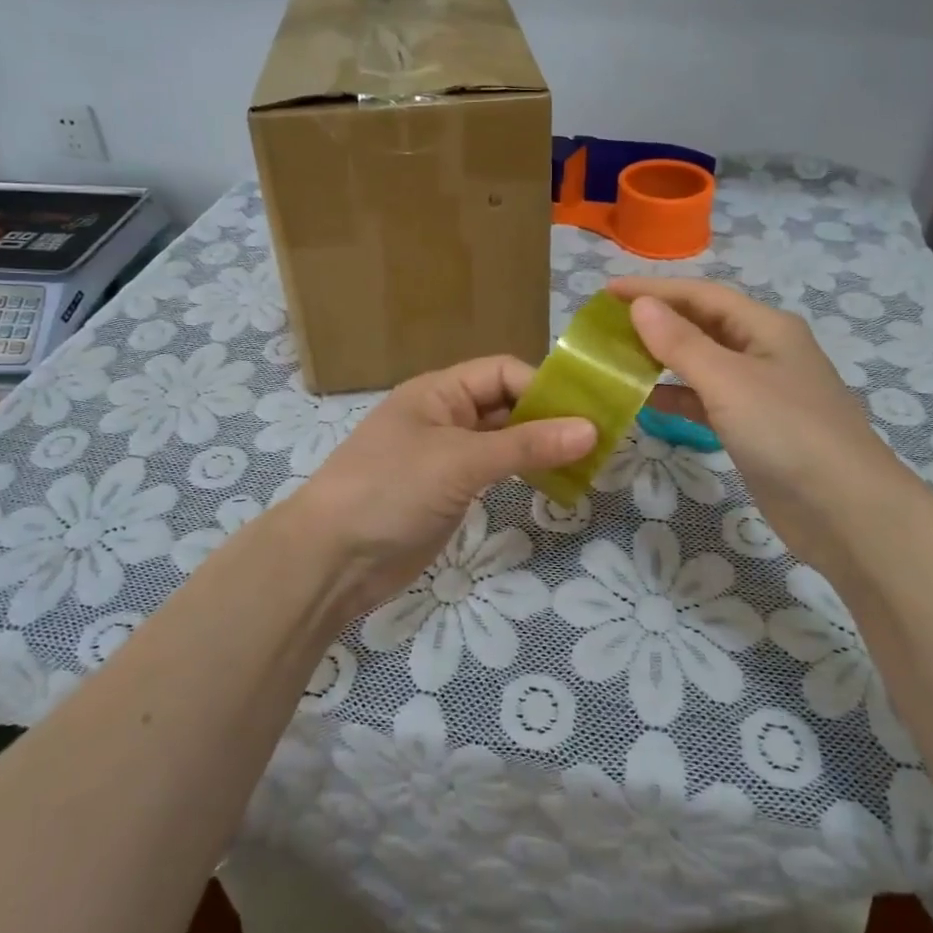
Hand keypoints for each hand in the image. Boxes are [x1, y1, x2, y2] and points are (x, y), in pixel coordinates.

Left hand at [283, 356, 594, 619]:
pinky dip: (523, 473)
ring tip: (588, 463)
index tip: (588, 413)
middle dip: (549, 418)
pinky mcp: (449, 491)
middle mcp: (445, 416)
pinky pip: (495, 471)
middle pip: (506, 404)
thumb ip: (526, 445)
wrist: (331, 559)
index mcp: (440, 392)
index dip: (544, 387)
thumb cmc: (391, 490)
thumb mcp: (460, 461)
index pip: (503, 373)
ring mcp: (446, 456)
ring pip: (504, 440)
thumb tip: (591, 429)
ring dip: (540, 447)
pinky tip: (555, 483)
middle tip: (601, 439)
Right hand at [611, 278, 912, 574]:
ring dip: (663, 359)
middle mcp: (765, 352)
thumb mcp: (729, 381)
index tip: (607, 291)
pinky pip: (706, 401)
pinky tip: (646, 402)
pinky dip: (677, 398)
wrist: (846, 512)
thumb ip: (681, 343)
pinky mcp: (754, 429)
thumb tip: (640, 304)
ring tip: (617, 359)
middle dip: (657, 321)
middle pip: (702, 325)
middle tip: (607, 325)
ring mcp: (761, 393)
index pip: (701, 295)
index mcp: (766, 328)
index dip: (654, 289)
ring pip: (702, 364)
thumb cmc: (787, 433)